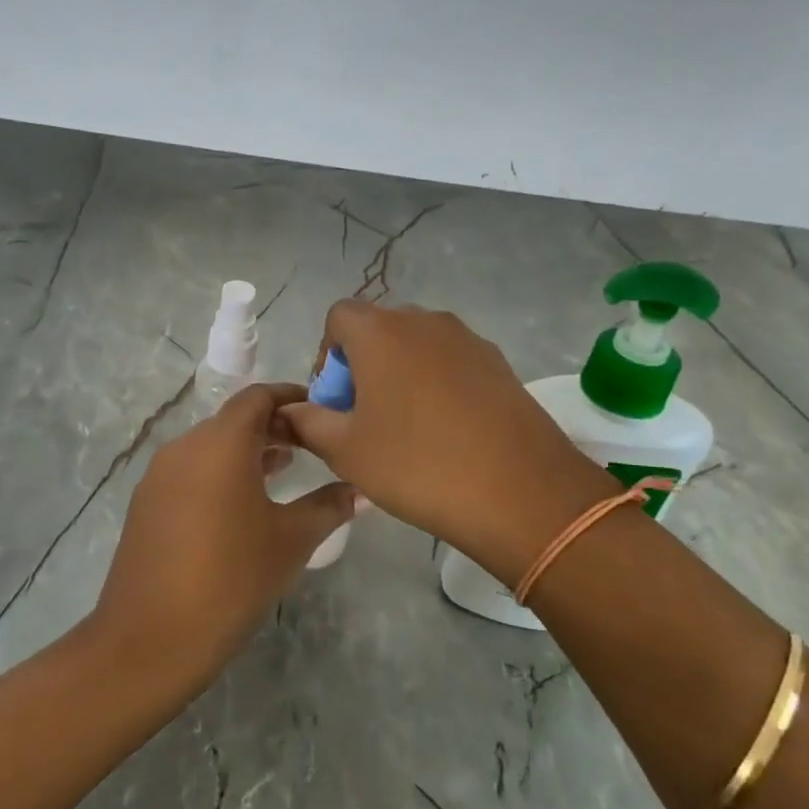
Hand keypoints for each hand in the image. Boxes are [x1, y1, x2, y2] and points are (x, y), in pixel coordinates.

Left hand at [85, 383, 355, 700]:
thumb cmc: (232, 578)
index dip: (290, 397)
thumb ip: (329, 506)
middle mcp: (186, 446)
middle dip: (272, 426)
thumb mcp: (291, 540)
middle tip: (310, 445)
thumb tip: (362, 490)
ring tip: (283, 470)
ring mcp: (160, 475)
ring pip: (210, 446)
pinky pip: (190, 471)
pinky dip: (220, 472)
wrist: (151, 638)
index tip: (319, 411)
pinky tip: (242, 505)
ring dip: (246, 451)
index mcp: (221, 443)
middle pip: (233, 419)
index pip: (258, 397)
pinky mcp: (146, 503)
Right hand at [281, 302, 615, 584]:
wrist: (521, 491)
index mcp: (381, 332)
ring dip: (400, 375)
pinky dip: (437, 384)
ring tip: (407, 429)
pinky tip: (448, 432)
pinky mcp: (499, 363)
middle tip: (365, 419)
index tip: (336, 402)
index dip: (328, 356)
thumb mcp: (346, 450)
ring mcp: (467, 339)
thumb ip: (308, 422)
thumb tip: (288, 411)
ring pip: (417, 346)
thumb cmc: (418, 465)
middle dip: (363, 366)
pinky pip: (452, 362)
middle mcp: (424, 321)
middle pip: (379, 329)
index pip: (339, 317)